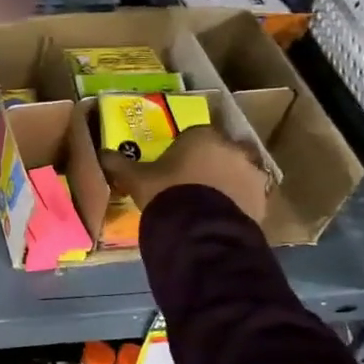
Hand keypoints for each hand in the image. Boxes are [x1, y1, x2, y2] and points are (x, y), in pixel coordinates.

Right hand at [100, 126, 270, 221]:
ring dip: (225, 184)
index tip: (173, 168)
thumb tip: (101, 154)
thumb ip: (120, 165)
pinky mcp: (262, 199)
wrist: (199, 228)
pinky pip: (246, 198)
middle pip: (218, 152)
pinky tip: (219, 219)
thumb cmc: (166, 193)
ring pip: (235, 174)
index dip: (183, 151)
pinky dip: (236, 205)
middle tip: (190, 186)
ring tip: (206, 206)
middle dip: (208, 165)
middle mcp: (231, 147)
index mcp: (202, 135)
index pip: (193, 136)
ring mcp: (251, 173)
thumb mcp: (137, 179)